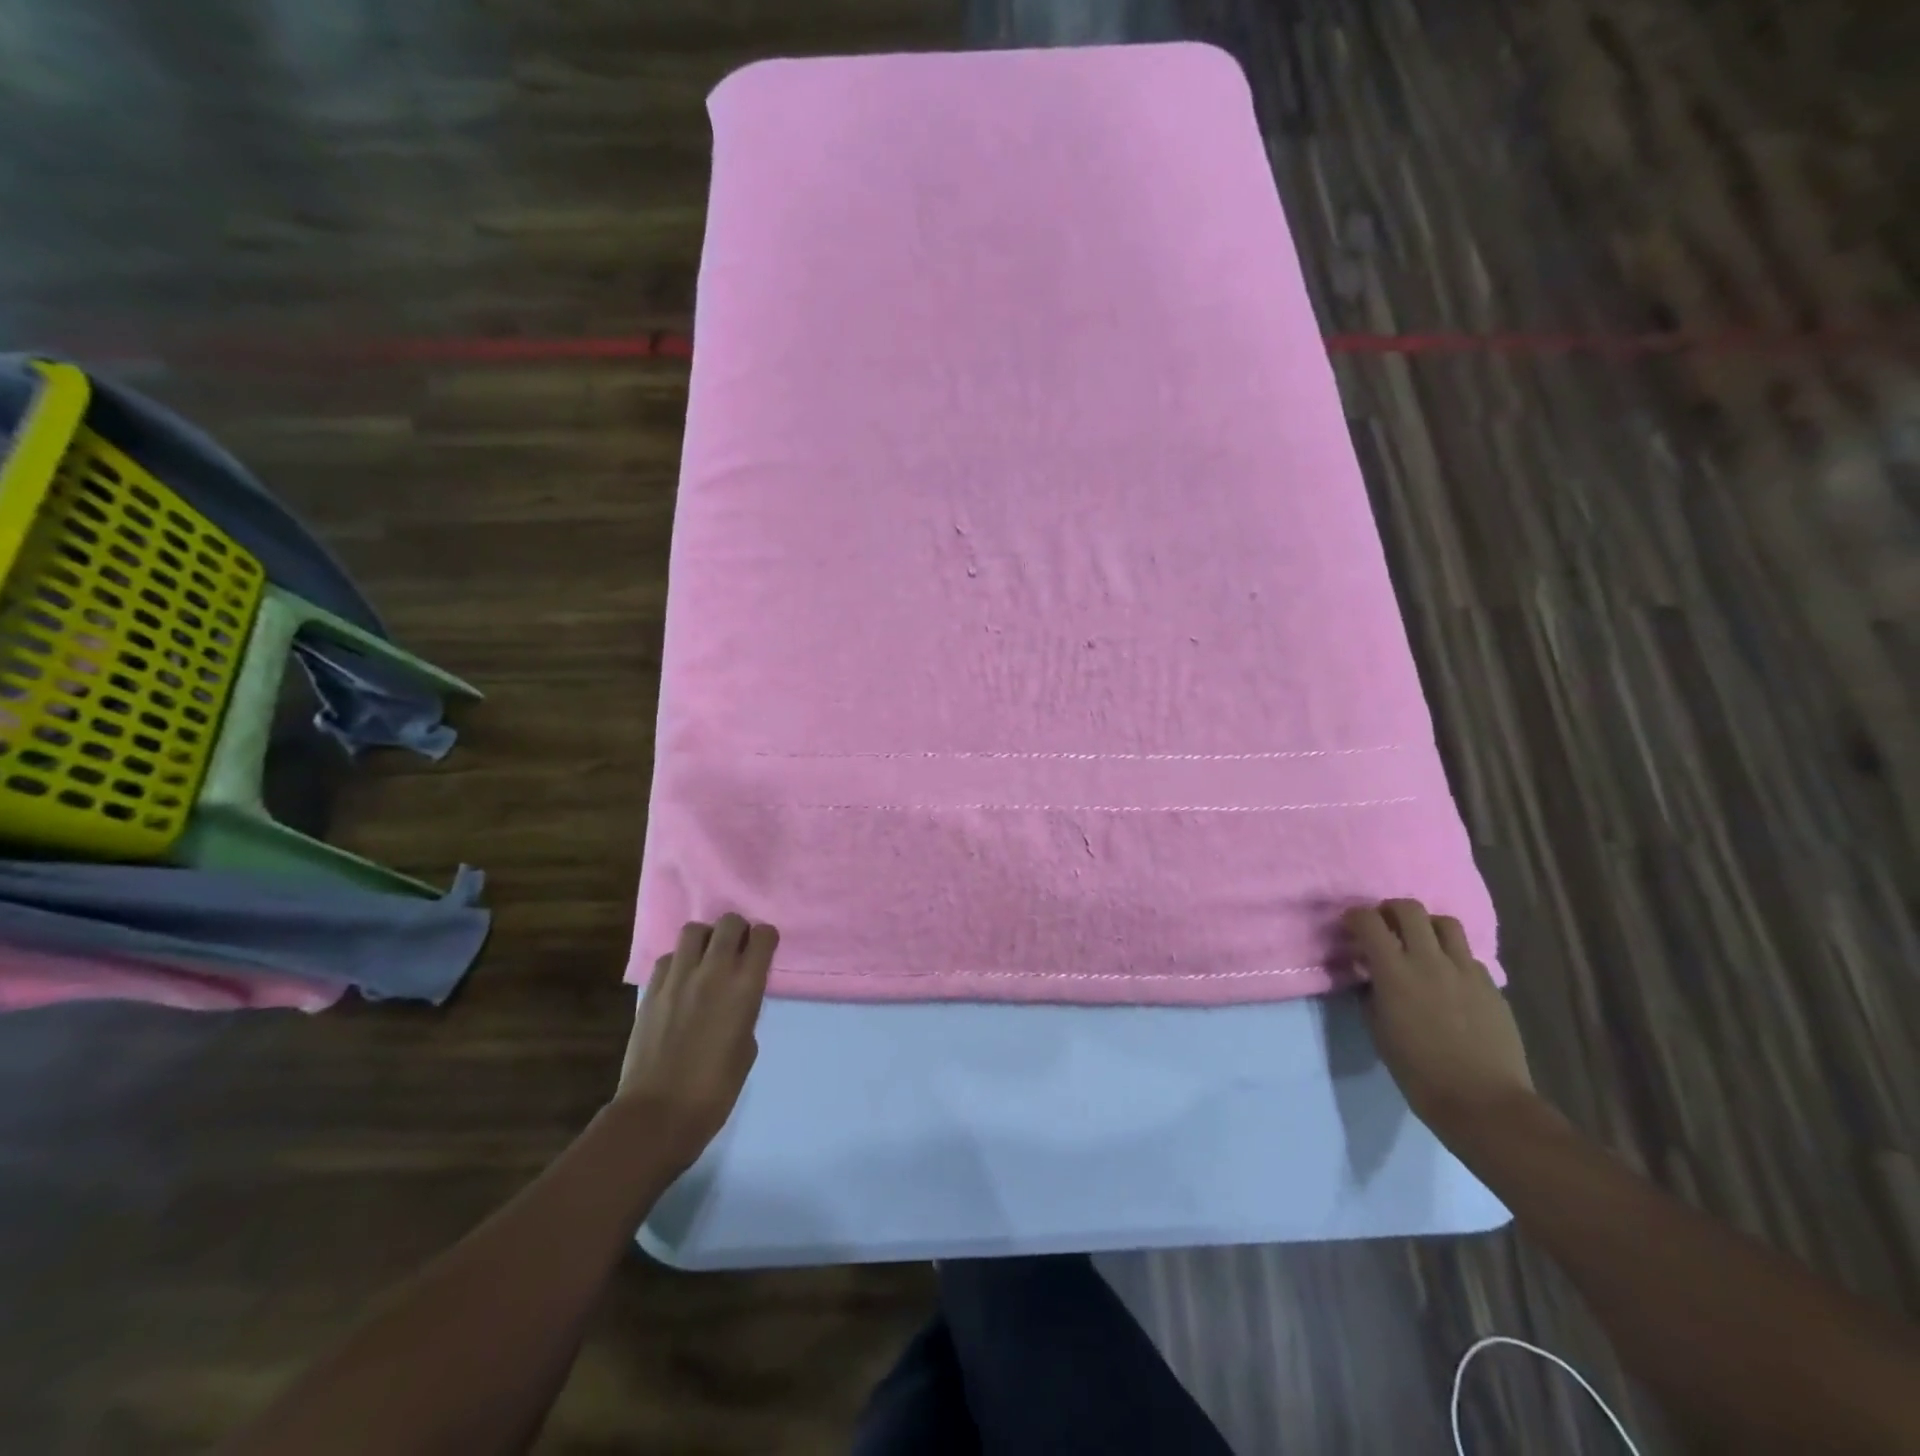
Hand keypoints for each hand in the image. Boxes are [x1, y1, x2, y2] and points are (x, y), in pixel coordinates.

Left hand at [617, 914, 776, 1169]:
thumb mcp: (747, 1047)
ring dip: (706, 939)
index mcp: (745, 987)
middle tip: (737, 950)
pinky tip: (681, 982)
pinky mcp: (651, 990)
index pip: (763, 936)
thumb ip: (745, 1011)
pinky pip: (669, 957)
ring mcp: (678, 977)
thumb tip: (735, 999)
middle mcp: (713, 971)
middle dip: (738, 930)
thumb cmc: (715, 1090)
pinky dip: (679, 961)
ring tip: (706, 960)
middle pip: (729, 922)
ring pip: (694, 930)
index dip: (766, 939)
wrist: (659, 1113)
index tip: (764, 952)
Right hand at [1343, 898, 1534, 1136]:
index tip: (1349, 926)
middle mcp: (1430, 961)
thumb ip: (1372, 992)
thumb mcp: (1378, 1030)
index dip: (1355, 916)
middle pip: (1409, 909)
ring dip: (1426, 926)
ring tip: (1419, 943)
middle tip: (1384, 926)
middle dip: (1390, 910)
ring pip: (1445, 923)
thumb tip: (1371, 974)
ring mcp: (1465, 971)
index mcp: (1395, 972)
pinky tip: (1448, 977)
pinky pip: (1468, 955)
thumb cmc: (1418, 1071)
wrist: (1483, 1101)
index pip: (1369, 922)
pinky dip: (1452, 956)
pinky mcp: (1490, 985)